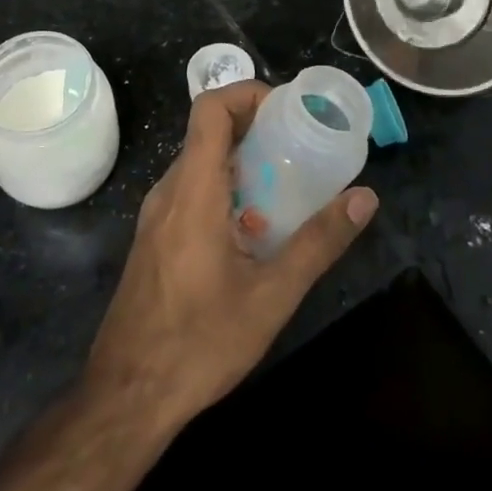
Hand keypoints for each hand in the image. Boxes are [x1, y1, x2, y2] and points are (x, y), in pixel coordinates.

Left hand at [84, 82, 378, 430]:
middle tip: (301, 146)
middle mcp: (169, 192)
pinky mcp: (155, 239)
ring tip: (287, 184)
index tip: (288, 110)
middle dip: (256, 128)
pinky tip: (255, 230)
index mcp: (193, 191)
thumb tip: (365, 198)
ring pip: (200, 164)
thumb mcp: (271, 295)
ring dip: (242, 162)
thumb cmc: (199, 343)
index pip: (210, 109)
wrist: (126, 397)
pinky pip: (192, 192)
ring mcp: (156, 217)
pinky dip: (226, 189)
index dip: (248, 93)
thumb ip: (319, 242)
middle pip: (208, 132)